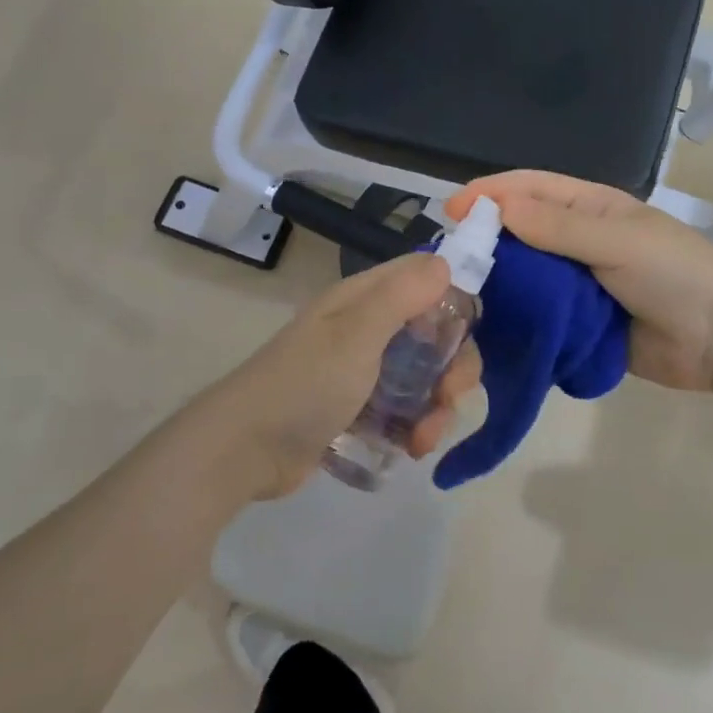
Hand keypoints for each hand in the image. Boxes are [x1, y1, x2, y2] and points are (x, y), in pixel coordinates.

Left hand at [214, 253, 483, 498]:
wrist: (245, 449)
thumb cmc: (305, 384)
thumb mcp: (356, 335)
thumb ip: (401, 296)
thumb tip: (444, 263)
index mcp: (365, 300)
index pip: (425, 280)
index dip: (453, 301)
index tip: (466, 335)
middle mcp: (367, 328)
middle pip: (432, 333)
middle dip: (452, 365)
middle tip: (450, 395)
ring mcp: (363, 371)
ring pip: (423, 376)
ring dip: (436, 405)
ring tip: (424, 438)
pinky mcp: (359, 410)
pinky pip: (404, 409)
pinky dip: (415, 426)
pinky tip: (412, 449)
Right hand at [446, 171, 712, 391]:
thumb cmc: (673, 273)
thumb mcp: (616, 240)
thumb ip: (557, 226)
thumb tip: (497, 208)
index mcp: (591, 208)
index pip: (530, 189)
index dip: (490, 194)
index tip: (451, 210)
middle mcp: (578, 241)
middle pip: (521, 232)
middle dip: (485, 239)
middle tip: (447, 258)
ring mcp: (577, 284)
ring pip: (525, 276)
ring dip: (496, 281)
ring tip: (456, 294)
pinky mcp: (577, 323)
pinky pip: (538, 315)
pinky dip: (515, 318)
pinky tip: (485, 326)